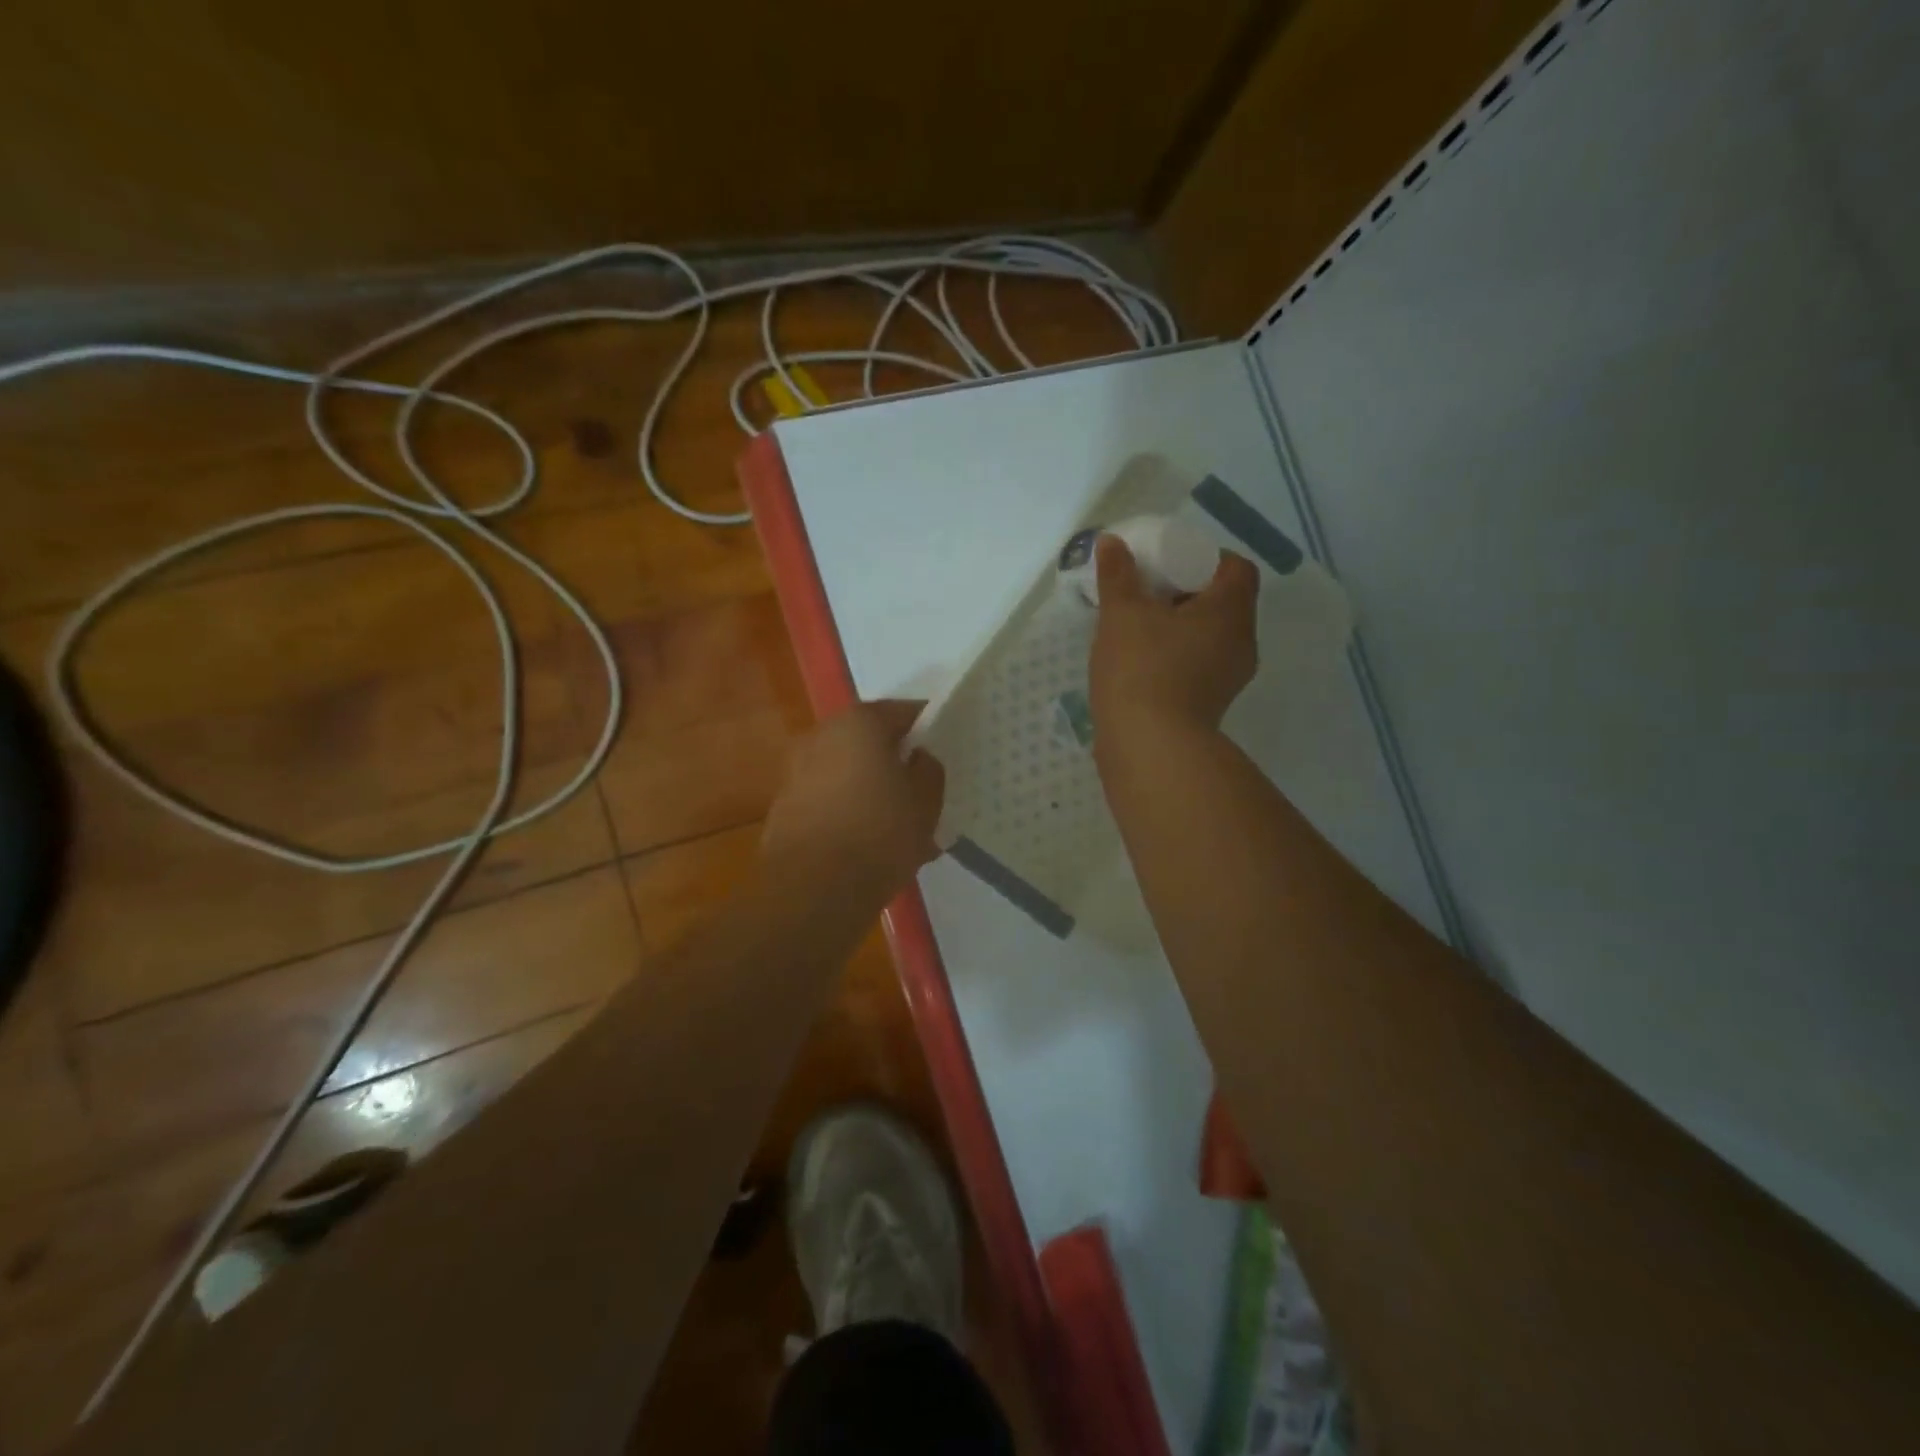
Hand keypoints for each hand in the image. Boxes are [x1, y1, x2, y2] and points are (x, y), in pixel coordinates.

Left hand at [761, 700, 944, 893]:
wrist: (812, 889)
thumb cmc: (879, 833)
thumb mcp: (926, 800)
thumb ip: (928, 769)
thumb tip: (917, 758)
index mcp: (860, 722)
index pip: (904, 712)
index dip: (928, 729)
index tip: (945, 750)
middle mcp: (822, 735)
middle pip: (871, 740)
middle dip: (896, 761)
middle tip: (923, 788)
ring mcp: (797, 771)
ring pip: (849, 772)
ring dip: (872, 788)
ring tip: (899, 824)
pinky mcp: (785, 807)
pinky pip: (830, 799)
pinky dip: (851, 811)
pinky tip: (870, 844)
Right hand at [1091, 535, 1258, 735]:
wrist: (1148, 748)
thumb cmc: (1142, 670)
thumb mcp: (1123, 614)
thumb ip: (1118, 575)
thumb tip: (1112, 542)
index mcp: (1230, 612)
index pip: (1235, 568)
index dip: (1205, 557)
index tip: (1168, 563)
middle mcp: (1240, 643)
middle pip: (1222, 602)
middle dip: (1185, 592)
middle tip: (1147, 591)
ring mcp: (1227, 678)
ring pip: (1208, 636)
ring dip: (1178, 626)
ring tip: (1138, 626)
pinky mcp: (1208, 704)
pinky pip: (1197, 665)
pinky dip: (1174, 655)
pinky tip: (1139, 661)